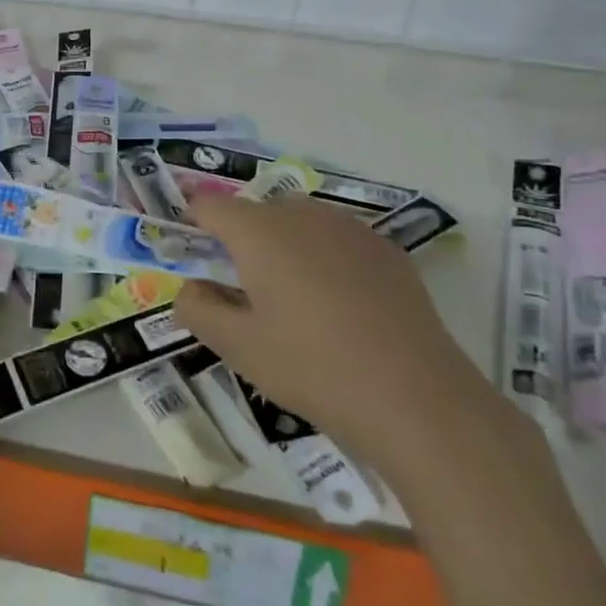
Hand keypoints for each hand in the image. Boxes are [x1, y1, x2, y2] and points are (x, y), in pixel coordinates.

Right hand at [175, 196, 506, 486]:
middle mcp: (303, 216)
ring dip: (282, 245)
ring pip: (299, 222)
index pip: (211, 206)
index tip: (189, 250)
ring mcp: (351, 229)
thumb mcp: (238, 347)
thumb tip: (189, 289)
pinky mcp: (386, 251)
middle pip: (257, 211)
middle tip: (239, 287)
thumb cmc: (312, 368)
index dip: (193, 221)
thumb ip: (199, 310)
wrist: (416, 398)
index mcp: (260, 232)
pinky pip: (337, 240)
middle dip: (240, 238)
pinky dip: (322, 257)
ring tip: (289, 297)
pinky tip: (336, 304)